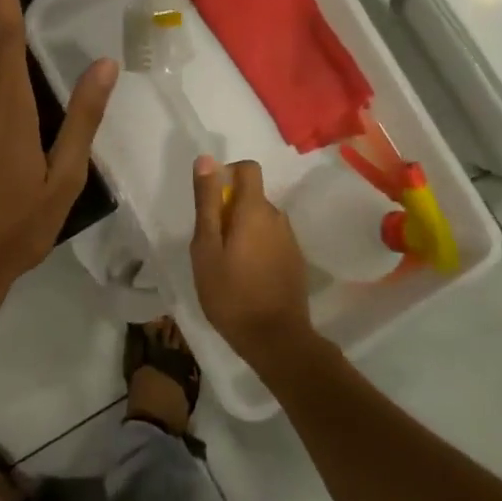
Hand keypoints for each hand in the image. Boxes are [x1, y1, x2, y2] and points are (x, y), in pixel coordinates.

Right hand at [190, 157, 314, 367]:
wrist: (276, 341)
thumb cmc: (231, 293)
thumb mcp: (206, 247)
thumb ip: (207, 201)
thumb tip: (207, 159)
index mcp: (255, 209)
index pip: (248, 168)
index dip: (227, 174)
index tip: (211, 200)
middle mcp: (278, 217)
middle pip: (252, 197)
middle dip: (230, 210)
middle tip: (212, 245)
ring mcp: (290, 241)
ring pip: (261, 221)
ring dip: (244, 231)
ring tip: (227, 265)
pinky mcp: (296, 262)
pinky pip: (272, 241)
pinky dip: (257, 249)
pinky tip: (247, 278)